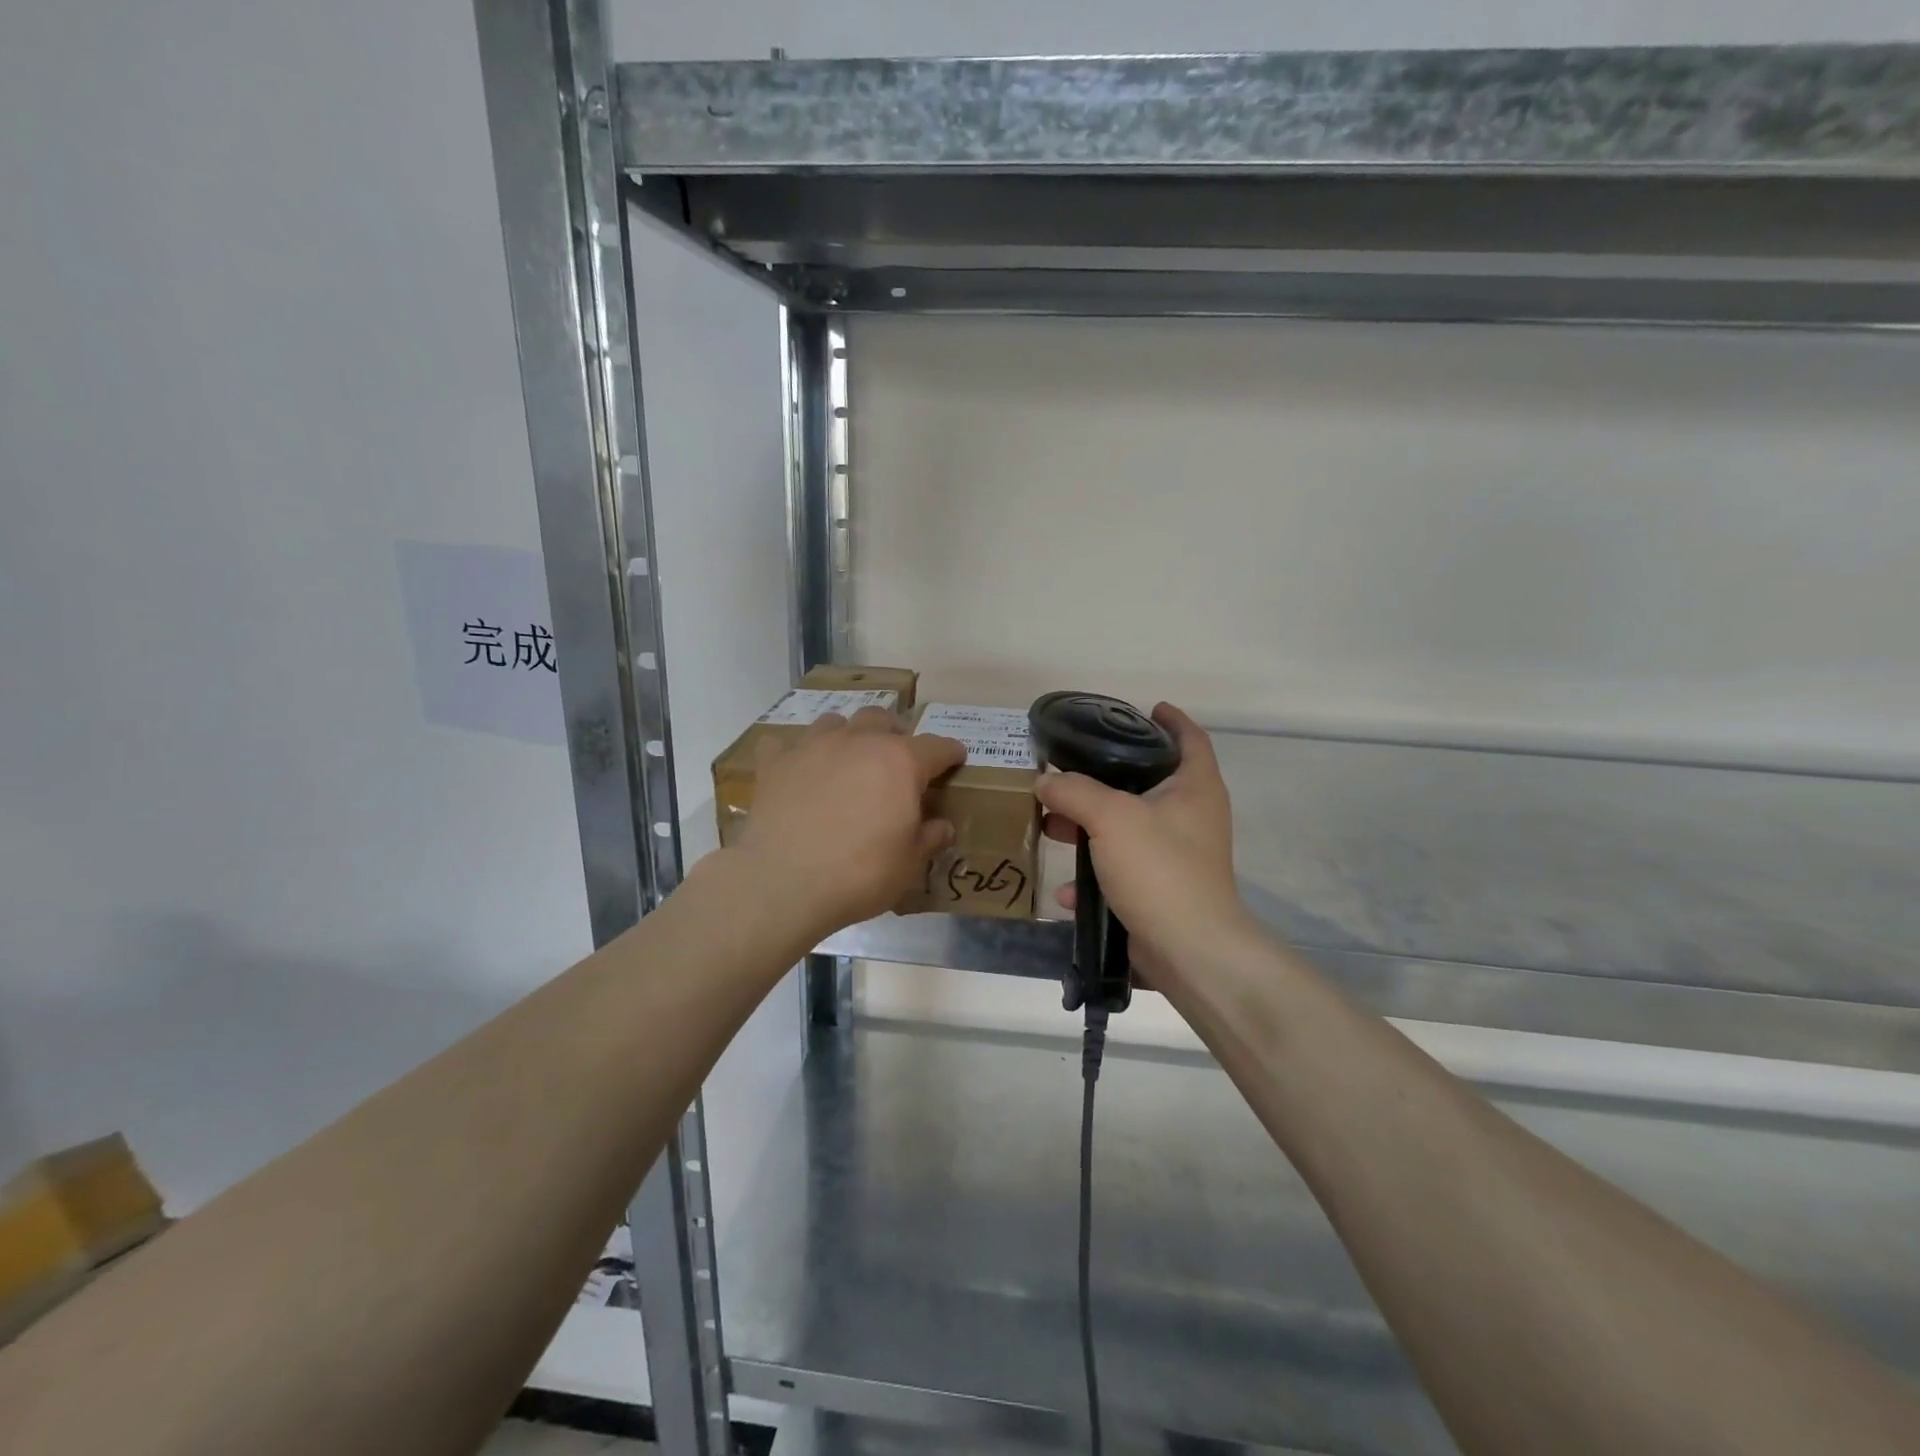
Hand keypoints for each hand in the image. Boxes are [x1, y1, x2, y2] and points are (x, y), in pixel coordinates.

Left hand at [735, 707, 965, 937]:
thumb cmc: (859, 874)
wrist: (783, 883)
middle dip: (895, 734)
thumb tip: (942, 826)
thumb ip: (929, 838)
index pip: (936, 747)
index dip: (950, 752)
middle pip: (882, 719)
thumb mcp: (908, 864)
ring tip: (847, 760)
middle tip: (898, 760)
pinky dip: (793, 753)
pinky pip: (783, 744)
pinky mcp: (775, 763)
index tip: (956, 758)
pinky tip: (795, 770)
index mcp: (900, 762)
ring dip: (847, 736)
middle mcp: (858, 742)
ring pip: (835, 722)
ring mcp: (812, 747)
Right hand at [1035, 704, 1254, 979]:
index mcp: (1194, 787)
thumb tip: (1045, 781)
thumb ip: (1074, 791)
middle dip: (1103, 778)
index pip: (1189, 737)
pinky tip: (1064, 888)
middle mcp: (1191, 816)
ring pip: (1127, 827)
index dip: (1169, 719)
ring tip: (1051, 825)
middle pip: (1147, 782)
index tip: (1143, 708)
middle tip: (1068, 771)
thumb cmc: (1159, 868)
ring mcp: (1177, 855)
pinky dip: (1094, 873)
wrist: (1189, 951)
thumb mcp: (1111, 817)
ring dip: (1089, 826)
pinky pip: (1121, 869)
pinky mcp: (1161, 888)